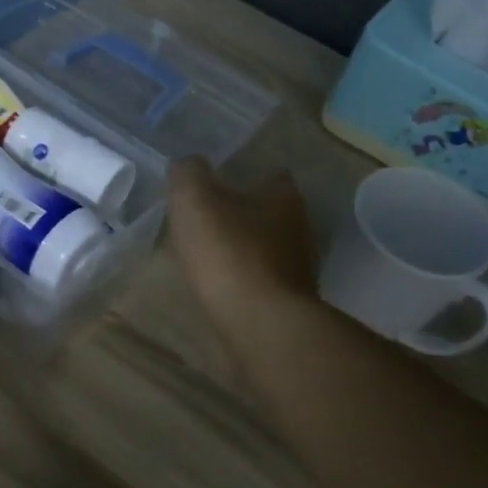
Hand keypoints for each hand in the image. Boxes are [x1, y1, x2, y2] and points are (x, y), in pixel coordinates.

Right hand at [167, 157, 316, 343]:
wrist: (260, 323)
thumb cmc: (229, 252)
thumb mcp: (194, 200)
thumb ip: (188, 174)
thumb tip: (187, 164)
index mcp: (283, 196)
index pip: (271, 174)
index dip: (244, 175)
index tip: (217, 183)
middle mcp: (300, 227)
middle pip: (270, 212)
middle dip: (243, 214)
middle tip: (208, 220)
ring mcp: (298, 268)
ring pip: (267, 248)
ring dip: (244, 249)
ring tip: (209, 255)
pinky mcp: (289, 301)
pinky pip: (262, 280)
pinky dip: (245, 280)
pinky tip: (221, 286)